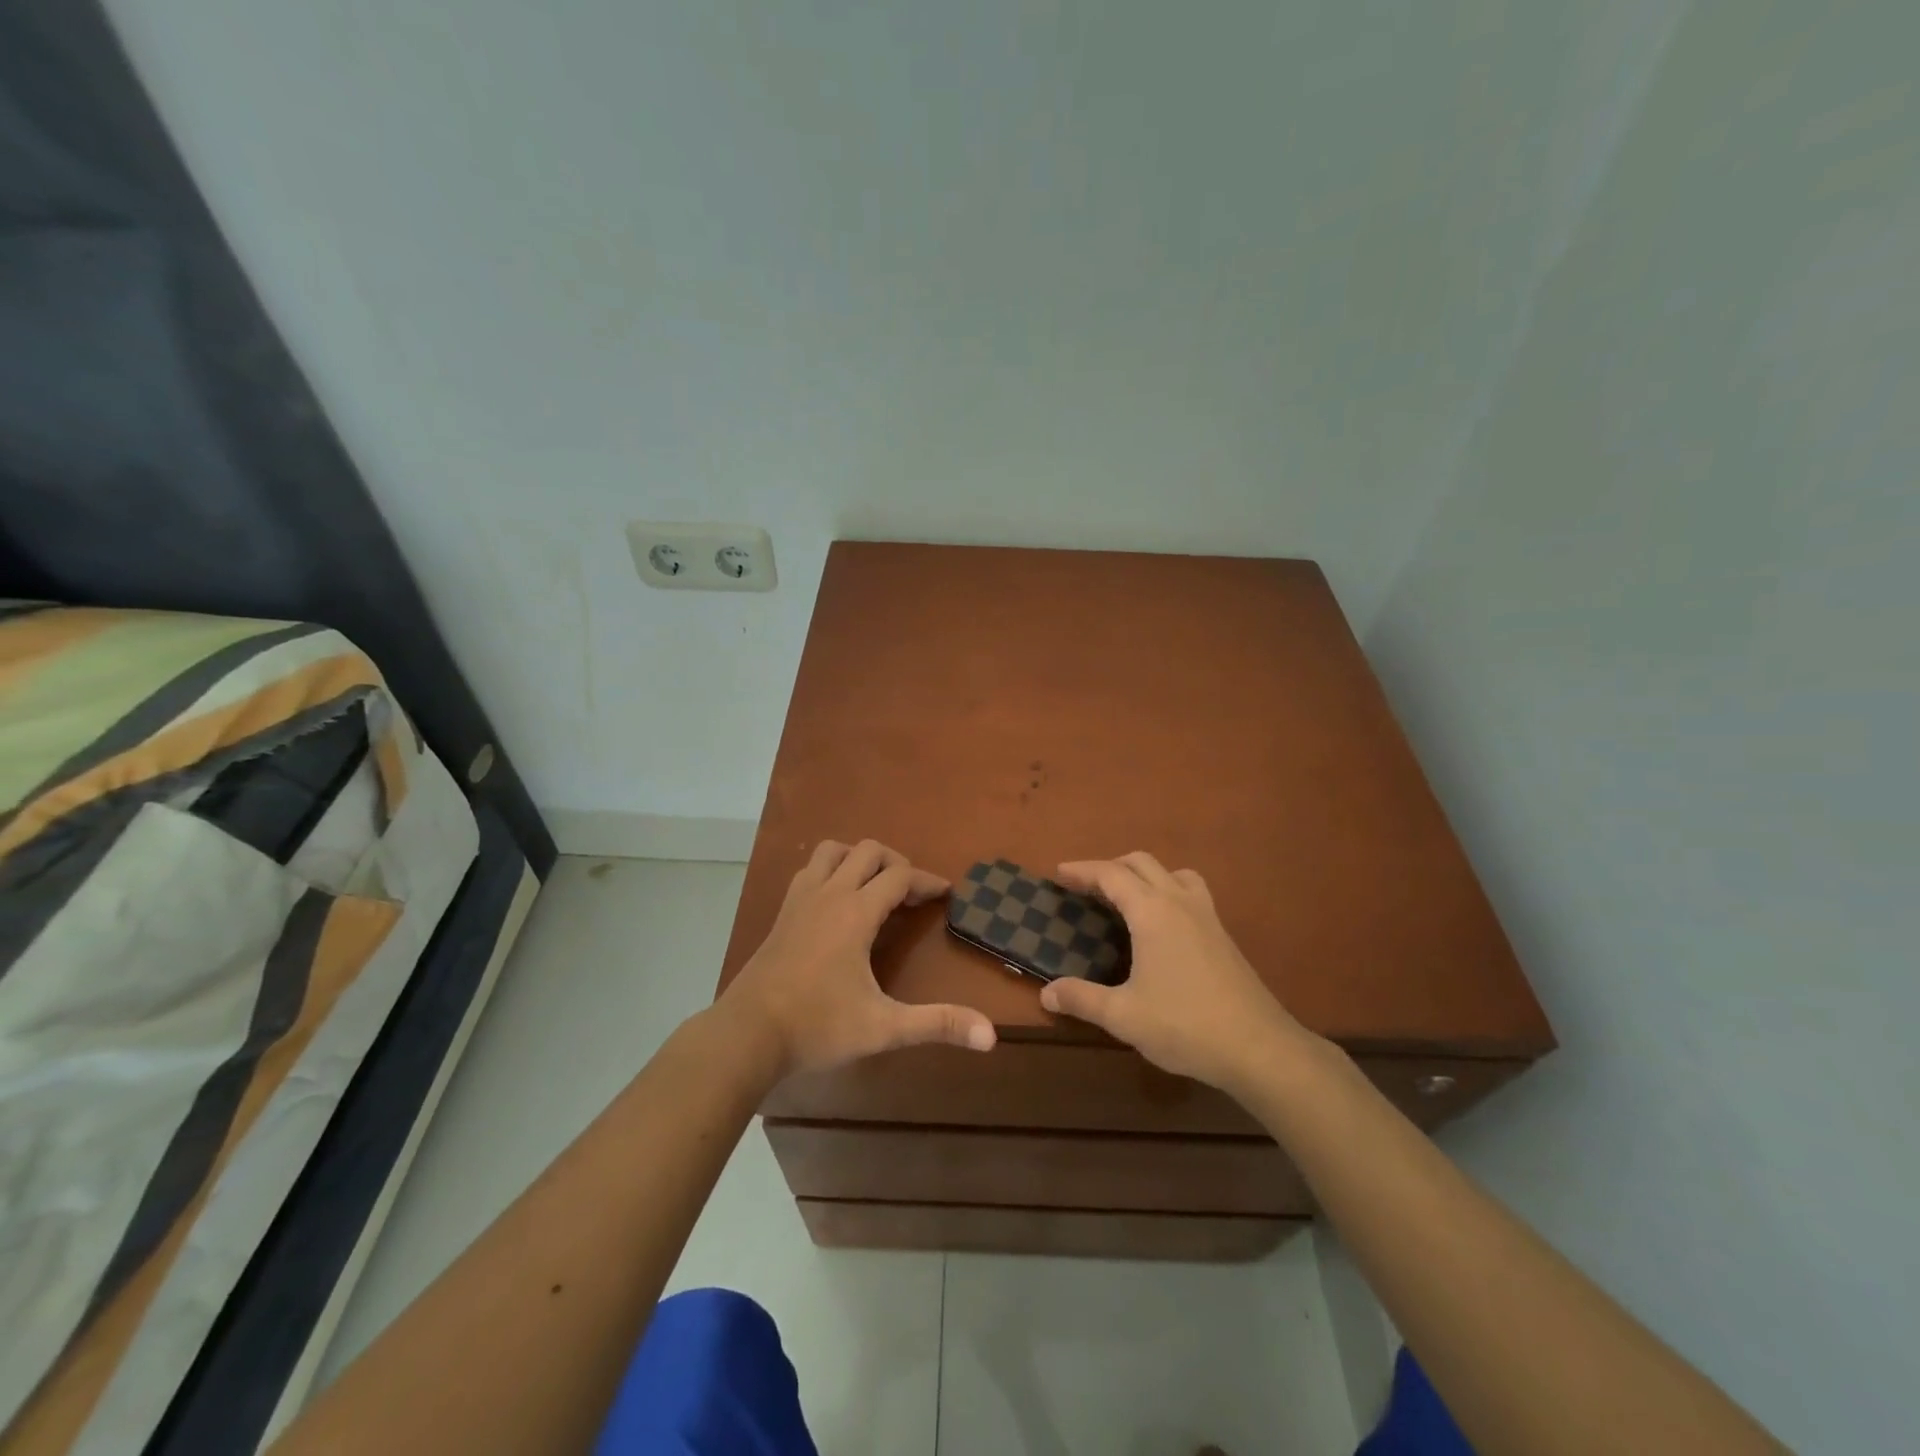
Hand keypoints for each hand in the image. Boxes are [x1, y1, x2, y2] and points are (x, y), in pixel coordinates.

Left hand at [719, 839, 996, 1078]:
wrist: (746, 1035)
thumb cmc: (817, 1026)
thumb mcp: (883, 1028)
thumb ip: (936, 1025)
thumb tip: (991, 1036)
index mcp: (855, 912)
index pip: (900, 876)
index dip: (927, 881)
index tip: (946, 894)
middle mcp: (829, 894)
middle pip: (868, 851)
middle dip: (896, 863)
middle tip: (912, 894)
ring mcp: (800, 899)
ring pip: (833, 851)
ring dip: (859, 859)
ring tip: (875, 887)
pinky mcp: (783, 913)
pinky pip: (810, 870)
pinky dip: (831, 870)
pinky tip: (837, 902)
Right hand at [1039, 852, 1315, 1095]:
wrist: (1259, 1048)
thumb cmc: (1185, 1025)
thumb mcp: (1124, 1016)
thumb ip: (1082, 999)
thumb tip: (1047, 993)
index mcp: (1153, 912)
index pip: (1111, 875)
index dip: (1082, 870)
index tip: (1059, 873)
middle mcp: (1180, 902)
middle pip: (1142, 863)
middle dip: (1110, 867)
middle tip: (1086, 887)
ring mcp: (1207, 916)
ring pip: (1173, 873)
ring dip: (1145, 875)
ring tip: (1126, 898)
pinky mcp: (1223, 935)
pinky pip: (1190, 892)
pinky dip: (1167, 891)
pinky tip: (1161, 927)